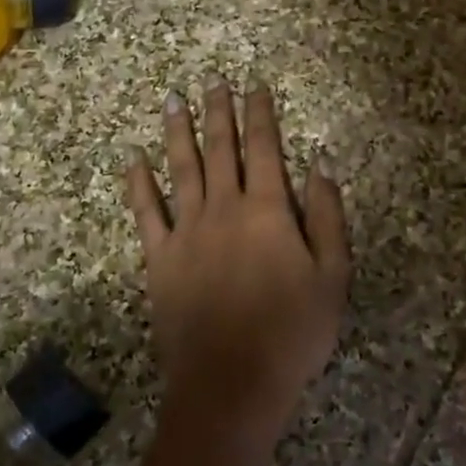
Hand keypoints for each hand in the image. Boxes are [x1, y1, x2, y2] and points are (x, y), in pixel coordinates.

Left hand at [125, 80, 350, 449]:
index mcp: (268, 210)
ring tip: (173, 99)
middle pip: (220, 149)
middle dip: (218, 111)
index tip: (255, 85)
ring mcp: (186, 231)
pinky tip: (132, 158)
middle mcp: (224, 208)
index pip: (265, 148)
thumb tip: (319, 164)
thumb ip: (327, 216)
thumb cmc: (293, 333)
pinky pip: (146, 212)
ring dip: (177, 132)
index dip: (260, 114)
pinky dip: (138, 183)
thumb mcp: (333, 276)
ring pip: (181, 168)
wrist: (231, 385)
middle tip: (212, 80)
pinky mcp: (159, 258)